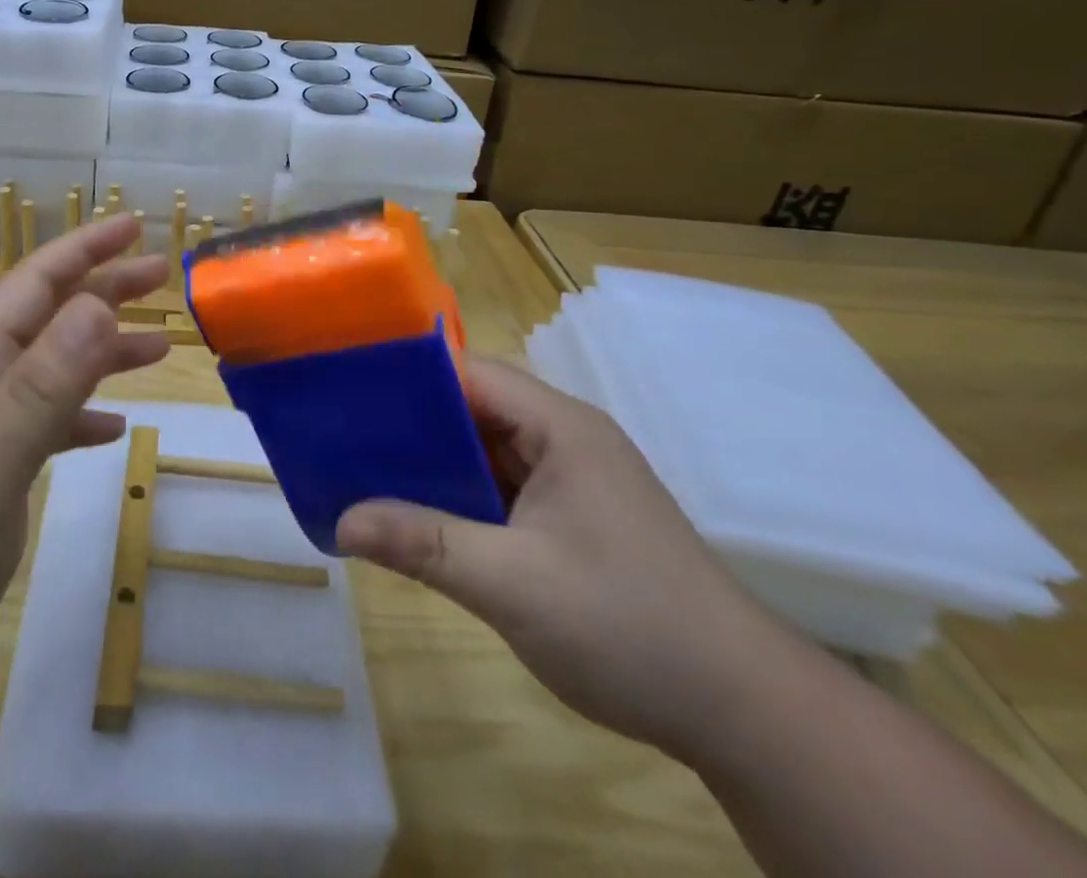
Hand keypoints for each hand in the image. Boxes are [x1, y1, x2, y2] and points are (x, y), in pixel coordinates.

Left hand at [0, 215, 169, 712]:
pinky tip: (113, 427)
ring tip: (159, 347)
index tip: (135, 224)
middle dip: (106, 288)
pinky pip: (47, 422)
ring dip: (104, 350)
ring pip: (55, 367)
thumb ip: (46, 380)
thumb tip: (99, 303)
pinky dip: (82, 413)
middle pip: (51, 316)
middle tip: (163, 276)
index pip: (37, 281)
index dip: (86, 248)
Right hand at [337, 358, 794, 758]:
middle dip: (409, 425)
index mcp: (559, 427)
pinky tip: (415, 517)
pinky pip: (498, 490)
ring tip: (362, 473)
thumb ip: (424, 543)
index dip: (408, 378)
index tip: (348, 391)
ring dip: (431, 465)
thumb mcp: (513, 584)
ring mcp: (568, 481)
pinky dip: (457, 498)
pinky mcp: (568, 519)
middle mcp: (563, 439)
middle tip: (343, 438)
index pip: (469, 373)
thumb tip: (341, 520)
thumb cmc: (629, 626)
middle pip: (471, 409)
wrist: (745, 714)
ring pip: (482, 452)